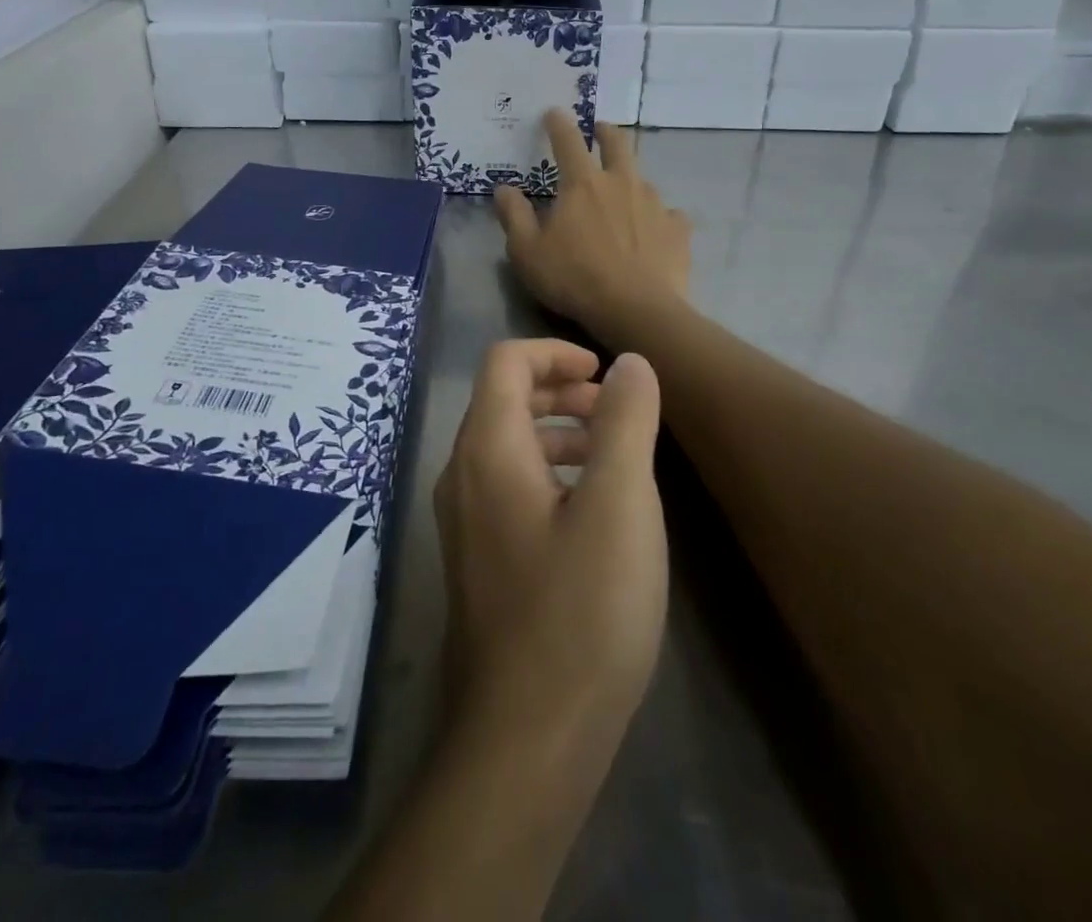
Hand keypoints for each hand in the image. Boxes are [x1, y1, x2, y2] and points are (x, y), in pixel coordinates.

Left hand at [434, 339, 666, 747]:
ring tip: (613, 454)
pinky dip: (550, 472)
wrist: (527, 739)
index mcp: (488, 449)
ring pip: (508, 446)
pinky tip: (592, 511)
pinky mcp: (478, 560)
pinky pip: (509, 487)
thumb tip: (628, 362)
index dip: (554, 352)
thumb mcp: (620, 504)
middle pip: (503, 400)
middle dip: (560, 389)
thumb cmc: (580, 611)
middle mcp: (462, 475)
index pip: (505, 362)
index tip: (604, 372)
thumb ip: (625, 422)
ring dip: (558, 432)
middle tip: (615, 408)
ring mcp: (464, 522)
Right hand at [494, 111, 692, 343]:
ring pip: (642, 179)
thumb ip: (514, 216)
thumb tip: (504, 188)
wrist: (636, 310)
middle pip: (616, 144)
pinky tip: (654, 230)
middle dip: (605, 132)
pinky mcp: (678, 228)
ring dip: (630, 179)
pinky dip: (658, 217)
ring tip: (623, 194)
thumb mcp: (527, 252)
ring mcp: (654, 203)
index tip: (553, 113)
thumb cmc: (574, 279)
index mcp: (582, 184)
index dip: (558, 124)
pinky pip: (668, 213)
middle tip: (599, 130)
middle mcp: (621, 182)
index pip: (567, 141)